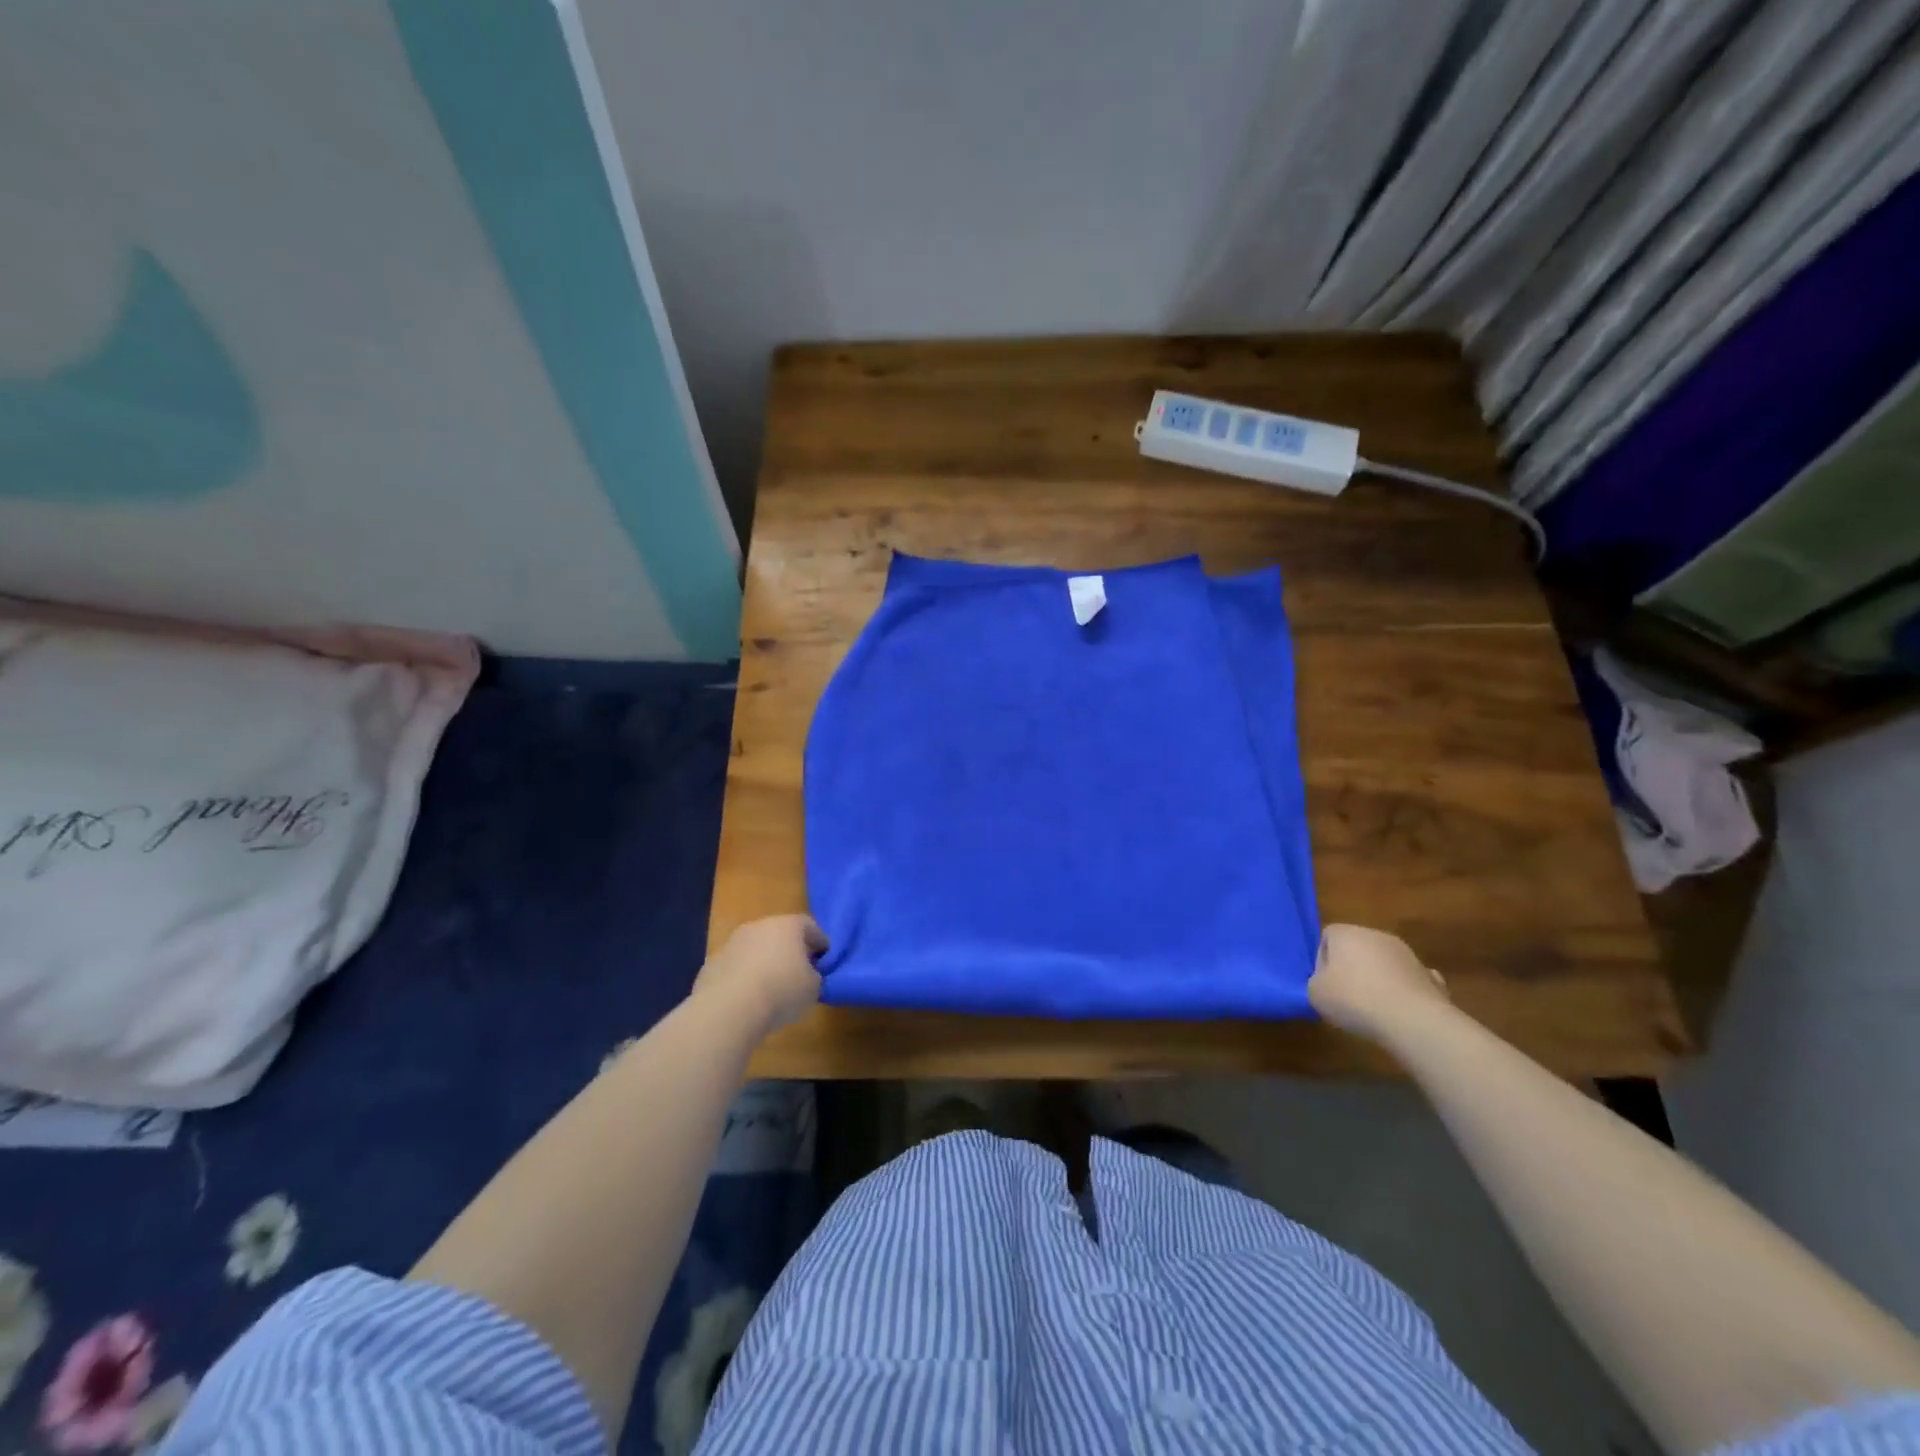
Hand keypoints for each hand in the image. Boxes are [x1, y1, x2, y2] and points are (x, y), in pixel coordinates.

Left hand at [695, 915, 825, 1034]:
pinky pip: (735, 968)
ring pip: (754, 949)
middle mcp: (758, 926)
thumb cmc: (781, 991)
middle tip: (798, 971)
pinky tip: (747, 999)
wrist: (728, 1009)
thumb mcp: (813, 988)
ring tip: (771, 988)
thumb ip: (814, 976)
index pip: (809, 926)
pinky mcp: (711, 964)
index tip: (824, 959)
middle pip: (779, 934)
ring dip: (763, 963)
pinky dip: (743, 978)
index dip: (819, 942)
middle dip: (789, 950)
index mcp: (788, 925)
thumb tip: (807, 976)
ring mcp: (731, 943)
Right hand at [1308, 924, 1449, 1040]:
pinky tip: (1401, 1014)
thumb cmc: (1355, 999)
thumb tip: (1328, 984)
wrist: (1413, 1021)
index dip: (1322, 960)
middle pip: (1358, 948)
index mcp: (1346, 933)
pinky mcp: (1430, 977)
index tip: (1325, 984)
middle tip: (1346, 997)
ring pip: (1385, 964)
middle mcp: (1378, 936)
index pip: (1327, 936)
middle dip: (1352, 969)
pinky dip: (1404, 994)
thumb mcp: (1316, 994)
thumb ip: (1317, 982)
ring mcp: (1408, 955)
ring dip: (1379, 981)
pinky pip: (1409, 982)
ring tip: (1374, 1010)